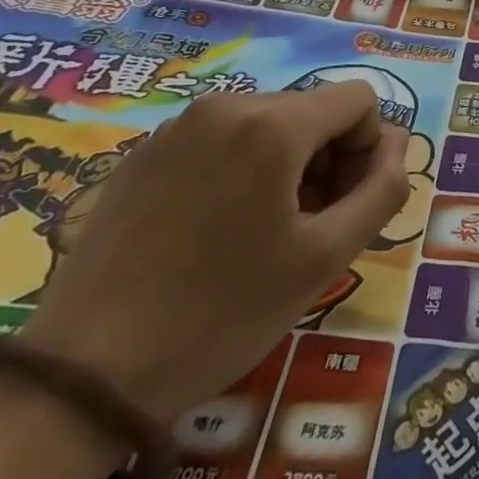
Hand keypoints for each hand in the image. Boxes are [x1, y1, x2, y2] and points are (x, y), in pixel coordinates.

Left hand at [19, 81, 409, 422]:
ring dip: (287, 166)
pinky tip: (215, 231)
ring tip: (263, 234)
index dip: (369, 150)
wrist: (82, 377)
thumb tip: (396, 144)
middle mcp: (229, 104)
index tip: (344, 206)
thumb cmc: (220, 314)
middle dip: (329, 159)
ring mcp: (180, 125)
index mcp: (274, 124)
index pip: (359, 101)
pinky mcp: (146, 152)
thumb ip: (382, 189)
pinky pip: (222, 140)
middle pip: (314, 111)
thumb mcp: (325, 258)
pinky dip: (241, 169)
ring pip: (269, 124)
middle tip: (310, 228)